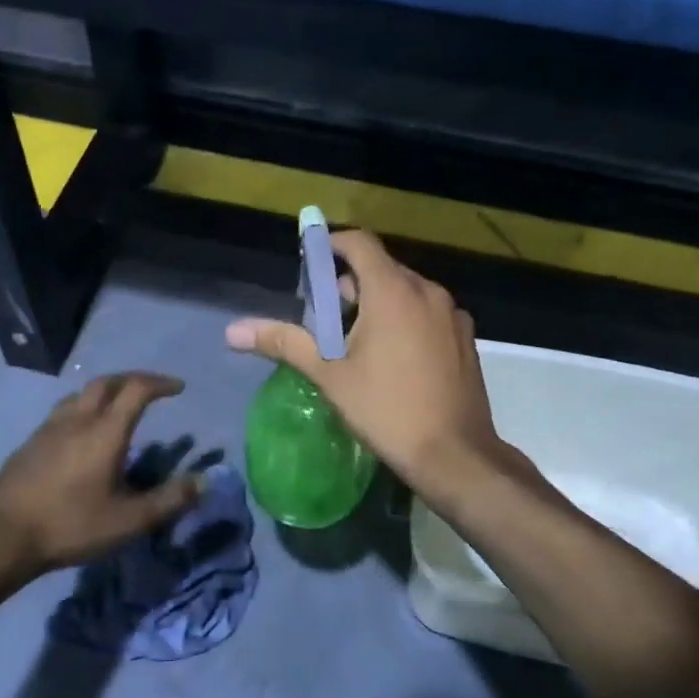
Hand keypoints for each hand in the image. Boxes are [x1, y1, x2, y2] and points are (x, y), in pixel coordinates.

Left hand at [0, 372, 201, 574]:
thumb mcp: (129, 521)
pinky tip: (81, 436)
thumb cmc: (70, 524)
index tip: (178, 388)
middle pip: (106, 382)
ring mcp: (48, 429)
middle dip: (133, 379)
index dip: (160, 383)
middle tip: (150, 390)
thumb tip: (204, 481)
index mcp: (105, 431)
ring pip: (80, 394)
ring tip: (117, 408)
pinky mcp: (29, 444)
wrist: (0, 536)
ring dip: (105, 392)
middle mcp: (77, 419)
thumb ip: (169, 500)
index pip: (136, 389)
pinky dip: (82, 410)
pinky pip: (63, 412)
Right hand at [225, 230, 506, 497]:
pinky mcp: (465, 338)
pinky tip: (393, 358)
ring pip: (407, 291)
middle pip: (381, 268)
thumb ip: (284, 342)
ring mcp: (452, 314)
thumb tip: (233, 330)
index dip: (330, 245)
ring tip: (355, 341)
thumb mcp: (329, 375)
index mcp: (393, 291)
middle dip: (349, 284)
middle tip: (324, 318)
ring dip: (378, 302)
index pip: (359, 243)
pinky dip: (405, 319)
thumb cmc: (386, 410)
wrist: (454, 455)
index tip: (309, 265)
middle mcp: (428, 291)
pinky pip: (427, 313)